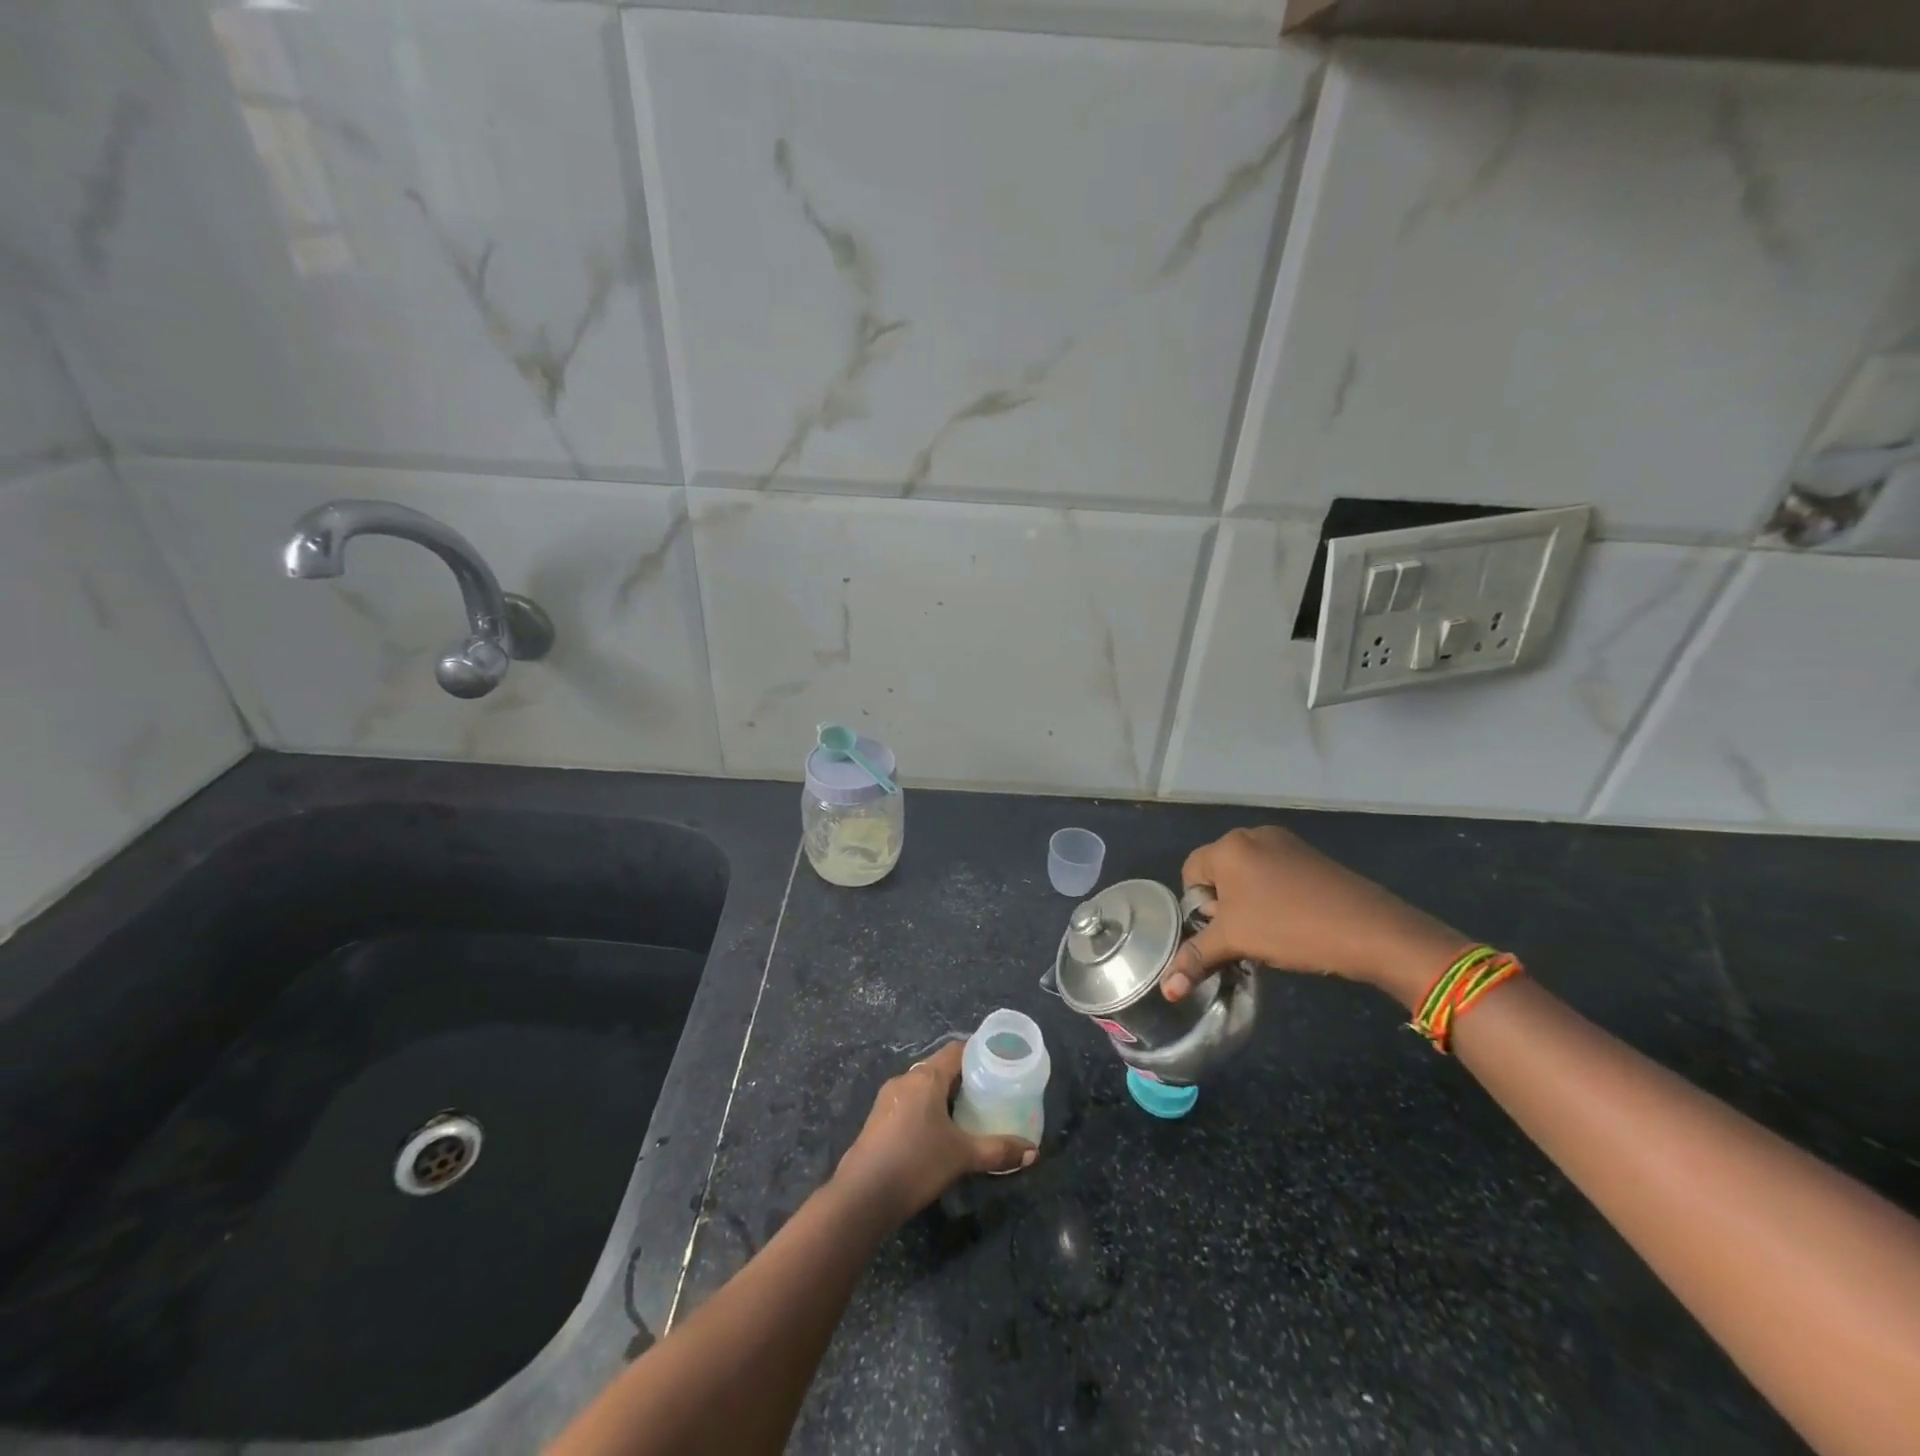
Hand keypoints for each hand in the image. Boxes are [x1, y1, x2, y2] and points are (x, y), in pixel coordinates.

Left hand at [832, 1041, 1035, 1224]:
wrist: (862, 1196)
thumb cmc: (917, 1163)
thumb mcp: (962, 1157)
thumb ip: (998, 1151)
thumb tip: (1033, 1153)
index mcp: (926, 1077)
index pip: (957, 1051)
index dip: (979, 1054)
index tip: (998, 1065)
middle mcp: (906, 1079)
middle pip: (940, 1068)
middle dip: (963, 1079)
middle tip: (988, 1094)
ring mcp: (888, 1098)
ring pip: (923, 1086)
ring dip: (943, 1096)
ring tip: (966, 1115)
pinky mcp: (878, 1118)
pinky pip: (909, 1102)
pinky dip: (926, 1110)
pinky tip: (937, 1134)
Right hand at [1161, 826, 1466, 1009]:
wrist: (1370, 930)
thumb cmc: (1289, 928)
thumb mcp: (1235, 942)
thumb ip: (1196, 958)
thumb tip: (1166, 990)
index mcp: (1228, 846)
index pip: (1190, 873)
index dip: (1197, 906)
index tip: (1218, 932)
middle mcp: (1252, 835)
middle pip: (1219, 872)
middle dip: (1223, 905)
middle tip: (1242, 934)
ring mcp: (1286, 843)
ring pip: (1249, 874)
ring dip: (1249, 902)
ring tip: (1268, 932)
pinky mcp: (1311, 857)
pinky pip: (1276, 873)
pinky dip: (1274, 896)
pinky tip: (1292, 922)